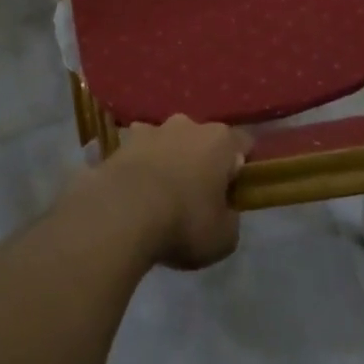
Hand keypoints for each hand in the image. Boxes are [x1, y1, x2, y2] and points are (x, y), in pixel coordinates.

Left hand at [94, 116, 251, 269]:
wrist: (120, 215)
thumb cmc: (184, 222)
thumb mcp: (224, 238)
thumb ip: (230, 219)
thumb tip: (223, 212)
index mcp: (220, 141)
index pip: (243, 145)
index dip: (241, 169)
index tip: (233, 192)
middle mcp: (187, 125)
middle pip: (202, 139)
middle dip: (201, 161)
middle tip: (197, 195)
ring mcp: (150, 130)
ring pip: (167, 142)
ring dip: (167, 160)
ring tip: (160, 194)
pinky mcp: (119, 144)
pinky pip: (136, 154)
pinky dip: (138, 168)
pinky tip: (133, 193)